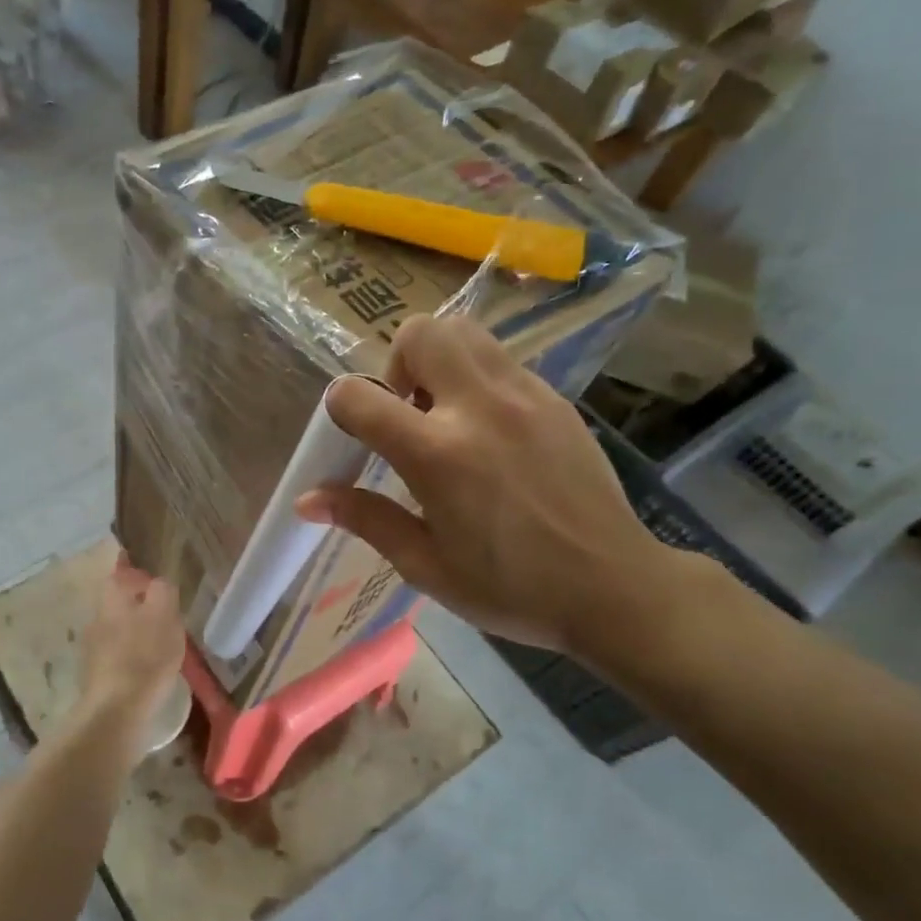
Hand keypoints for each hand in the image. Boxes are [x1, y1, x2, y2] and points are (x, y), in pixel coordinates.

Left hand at [76, 558, 183, 742]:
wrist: (115, 711)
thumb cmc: (144, 656)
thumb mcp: (164, 615)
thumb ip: (162, 591)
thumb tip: (158, 582)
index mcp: (111, 599)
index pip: (120, 573)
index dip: (136, 573)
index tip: (153, 579)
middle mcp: (96, 618)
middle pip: (117, 602)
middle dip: (137, 605)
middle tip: (163, 614)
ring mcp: (91, 648)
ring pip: (116, 629)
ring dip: (134, 632)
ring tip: (159, 644)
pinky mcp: (95, 675)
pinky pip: (116, 655)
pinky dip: (130, 656)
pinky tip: (145, 668)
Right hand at [296, 315, 696, 659]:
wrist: (613, 587)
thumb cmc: (510, 588)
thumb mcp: (425, 564)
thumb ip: (366, 518)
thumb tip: (307, 500)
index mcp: (437, 455)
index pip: (358, 396)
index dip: (341, 410)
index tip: (354, 439)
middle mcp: (478, 408)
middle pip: (420, 332)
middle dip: (397, 364)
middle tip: (408, 414)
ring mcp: (524, 395)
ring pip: (464, 332)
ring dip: (439, 361)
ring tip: (445, 416)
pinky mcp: (555, 399)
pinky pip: (501, 360)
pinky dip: (478, 378)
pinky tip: (490, 432)